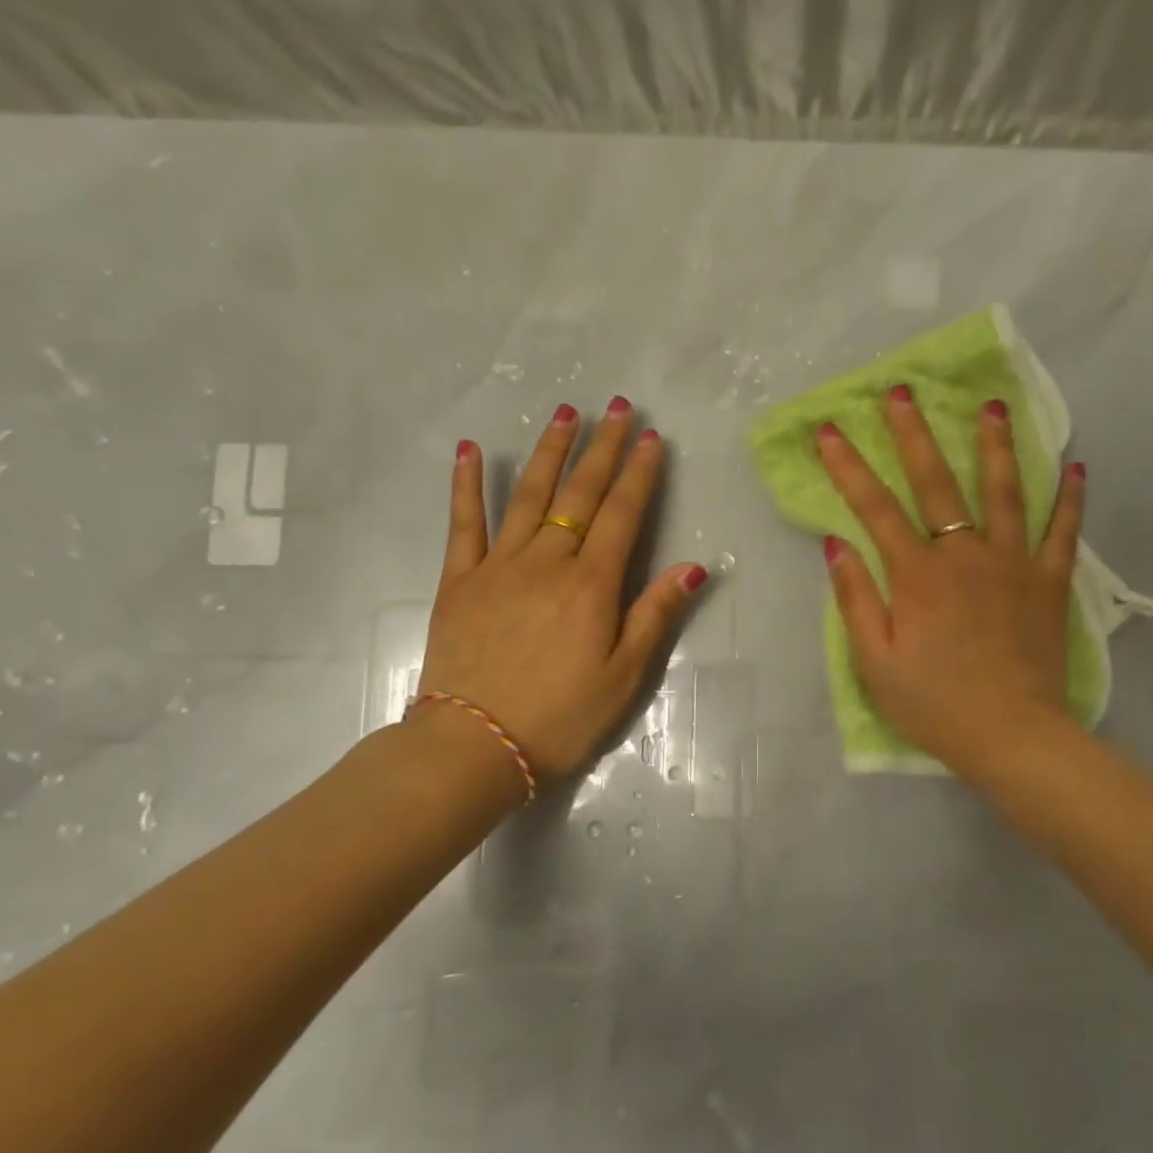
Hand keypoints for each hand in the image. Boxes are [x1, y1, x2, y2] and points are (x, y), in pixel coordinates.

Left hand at [415, 397, 706, 781]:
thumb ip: (655, 615)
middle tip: (619, 407)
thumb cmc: (561, 717)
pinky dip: (466, 485)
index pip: (623, 515)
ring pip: (528, 495)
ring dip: (549, 451)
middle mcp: (547, 562)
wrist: (473, 745)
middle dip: (603, 448)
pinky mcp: (458, 580)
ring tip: (565, 413)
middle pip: (580, 494)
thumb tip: (693, 567)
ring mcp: (498, 566)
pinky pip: (463, 523)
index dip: (640, 474)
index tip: (651, 438)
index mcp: (592, 585)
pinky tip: (470, 450)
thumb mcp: (624, 676)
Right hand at [816, 388, 1084, 778]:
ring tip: (992, 405)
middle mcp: (964, 555)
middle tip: (903, 393)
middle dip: (915, 435)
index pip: (875, 508)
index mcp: (917, 575)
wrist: (1013, 736)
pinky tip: (1077, 468)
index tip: (831, 431)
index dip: (849, 468)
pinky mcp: (1049, 583)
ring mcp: (1013, 564)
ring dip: (995, 445)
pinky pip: (1063, 532)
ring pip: (1004, 492)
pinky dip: (1070, 499)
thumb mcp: (875, 662)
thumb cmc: (934, 704)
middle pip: (937, 483)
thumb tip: (837, 543)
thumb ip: (855, 598)